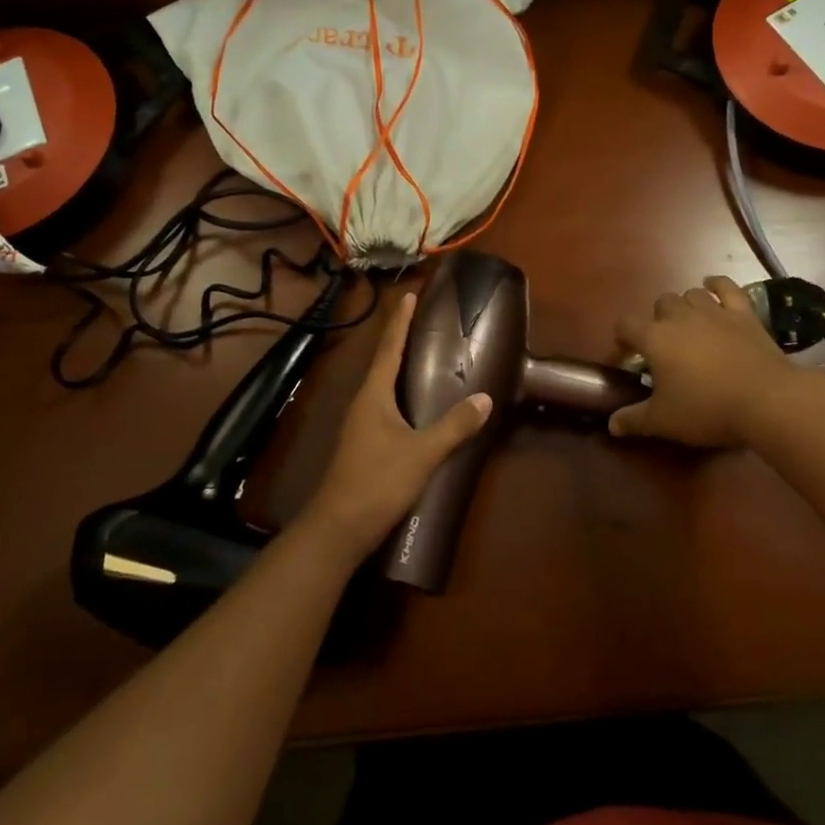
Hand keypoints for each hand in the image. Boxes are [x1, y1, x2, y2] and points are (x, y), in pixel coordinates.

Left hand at [301, 292, 492, 559]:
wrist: (338, 528)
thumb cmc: (378, 481)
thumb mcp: (422, 453)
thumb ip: (454, 426)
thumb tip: (485, 398)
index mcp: (373, 395)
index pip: (388, 348)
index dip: (399, 322)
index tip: (408, 296)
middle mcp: (363, 403)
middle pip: (382, 362)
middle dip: (400, 339)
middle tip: (422, 320)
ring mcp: (360, 425)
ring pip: (382, 386)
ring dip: (399, 366)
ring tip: (422, 355)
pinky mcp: (363, 445)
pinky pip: (384, 406)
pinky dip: (400, 393)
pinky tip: (415, 404)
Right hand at [609, 277, 793, 449]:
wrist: (766, 400)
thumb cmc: (707, 409)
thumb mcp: (663, 422)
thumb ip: (633, 420)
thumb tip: (611, 424)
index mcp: (655, 338)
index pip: (625, 324)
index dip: (622, 338)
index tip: (627, 356)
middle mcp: (680, 316)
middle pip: (661, 303)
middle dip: (658, 320)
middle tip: (666, 346)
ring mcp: (714, 311)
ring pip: (691, 293)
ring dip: (686, 306)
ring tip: (690, 325)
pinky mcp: (743, 313)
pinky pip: (727, 287)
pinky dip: (717, 284)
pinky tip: (713, 286)